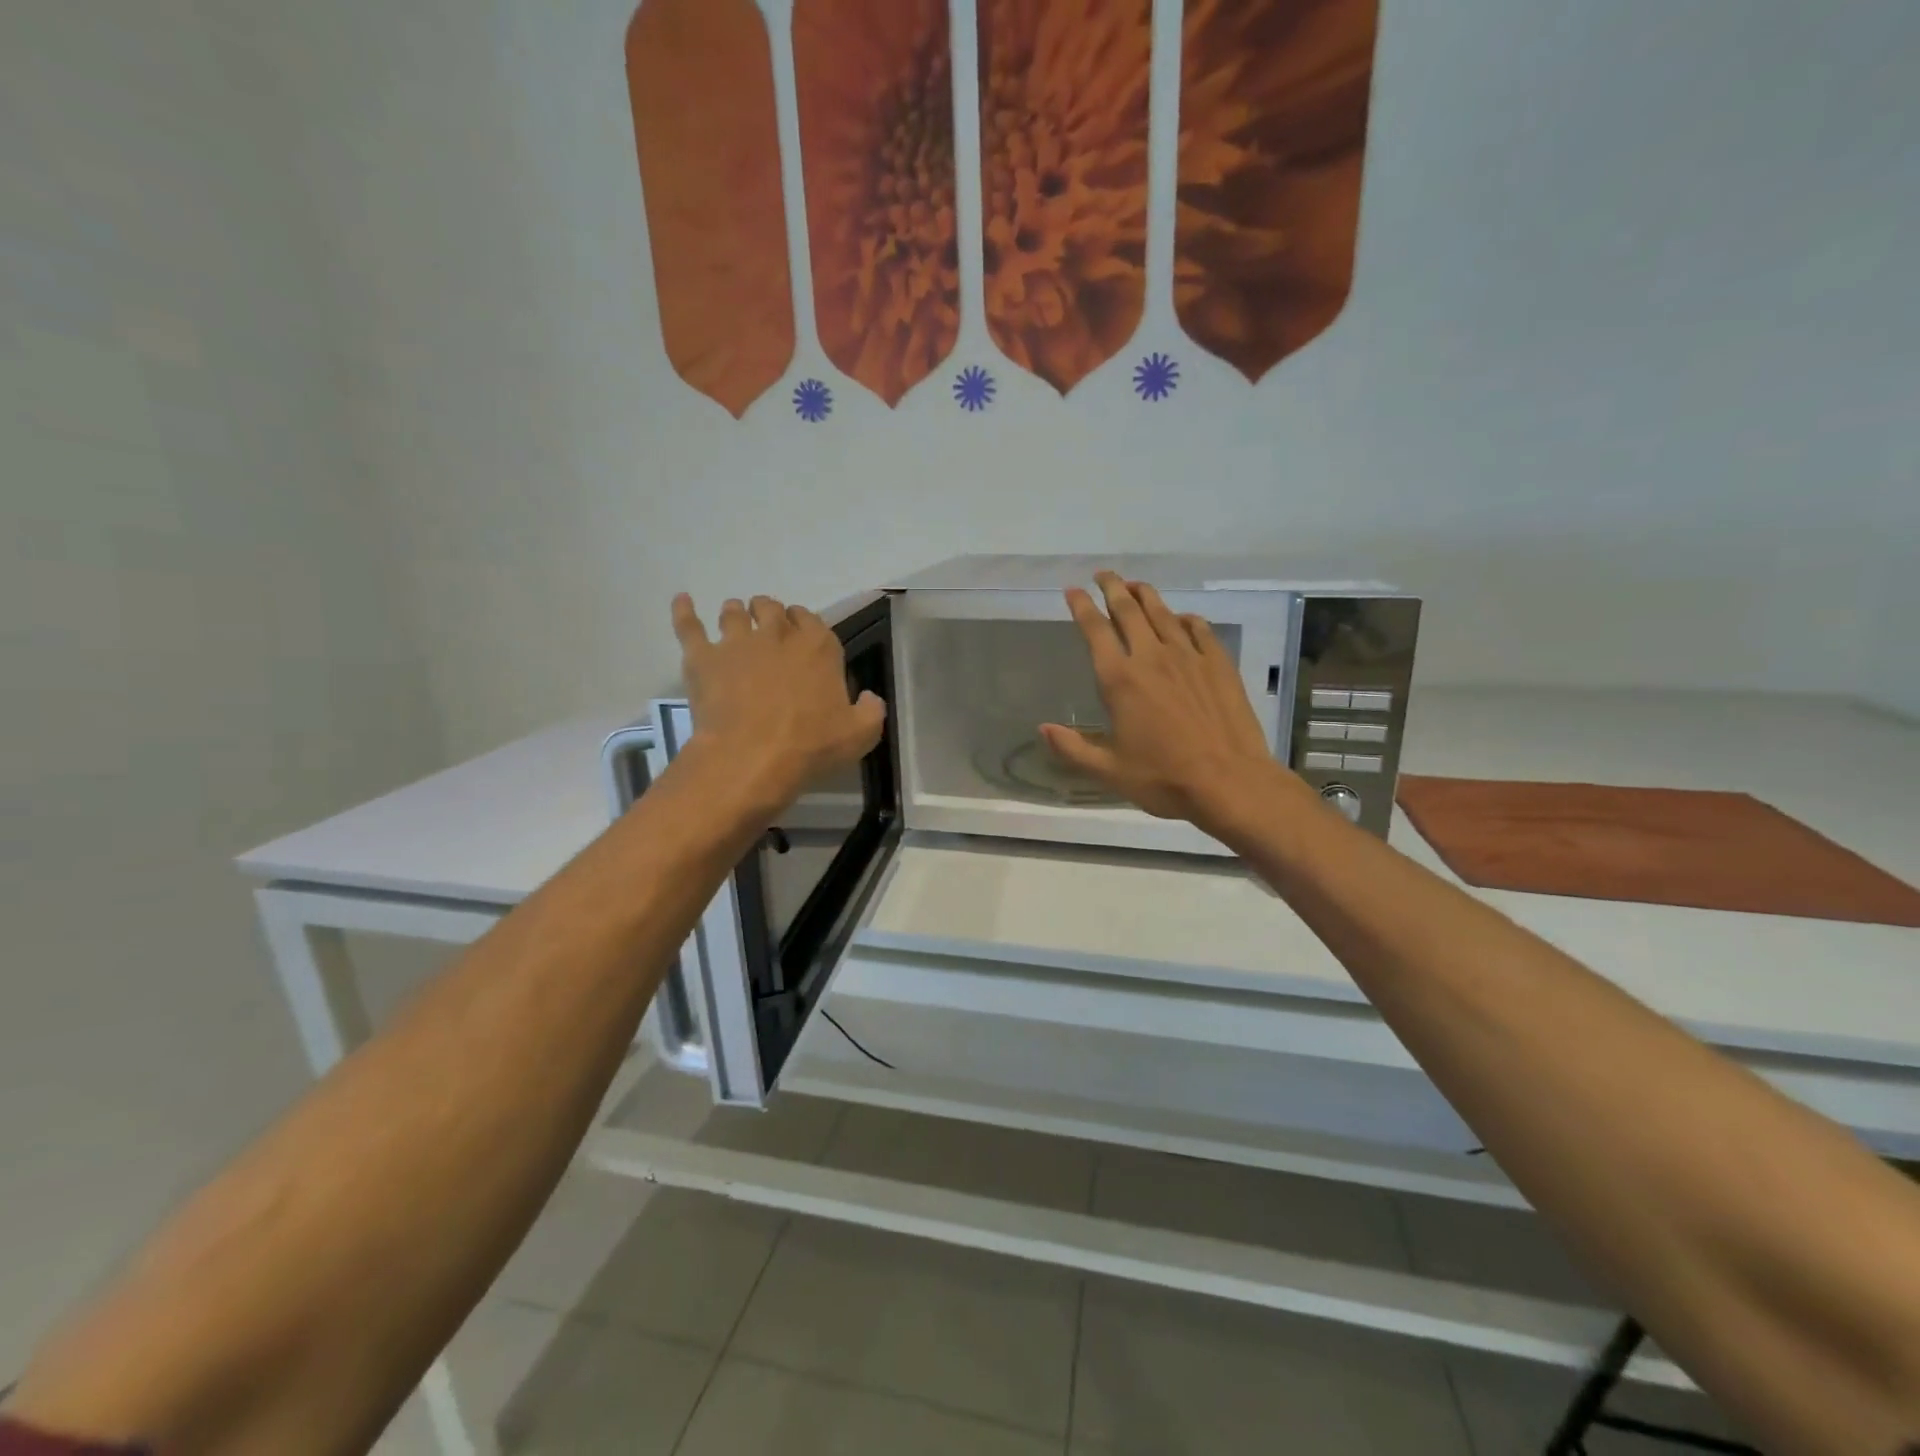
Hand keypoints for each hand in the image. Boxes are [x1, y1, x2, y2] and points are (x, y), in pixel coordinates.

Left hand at [672, 593, 885, 811]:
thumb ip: (871, 711)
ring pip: (733, 612)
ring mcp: (736, 642)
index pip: (811, 620)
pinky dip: (684, 611)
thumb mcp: (860, 735)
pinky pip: (689, 626)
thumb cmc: (810, 746)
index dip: (804, 624)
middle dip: (769, 612)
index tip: (800, 634)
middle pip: (771, 608)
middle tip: (767, 625)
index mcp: (818, 647)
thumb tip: (870, 697)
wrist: (752, 757)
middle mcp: (777, 634)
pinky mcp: (703, 658)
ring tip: (734, 618)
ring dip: (735, 612)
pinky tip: (682, 600)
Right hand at [1041, 572, 1288, 833]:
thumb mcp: (1109, 771)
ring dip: (1145, 594)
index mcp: (1120, 680)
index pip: (1095, 630)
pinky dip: (1184, 618)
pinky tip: (1181, 618)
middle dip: (1112, 587)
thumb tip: (1043, 729)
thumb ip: (1073, 748)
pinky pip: (1198, 629)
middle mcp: (1152, 657)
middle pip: (1128, 609)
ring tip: (1135, 584)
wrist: (1230, 782)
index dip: (1081, 607)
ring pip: (1162, 613)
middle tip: (1103, 575)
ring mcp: (1188, 657)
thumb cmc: (1164, 778)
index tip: (1072, 591)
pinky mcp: (1218, 663)